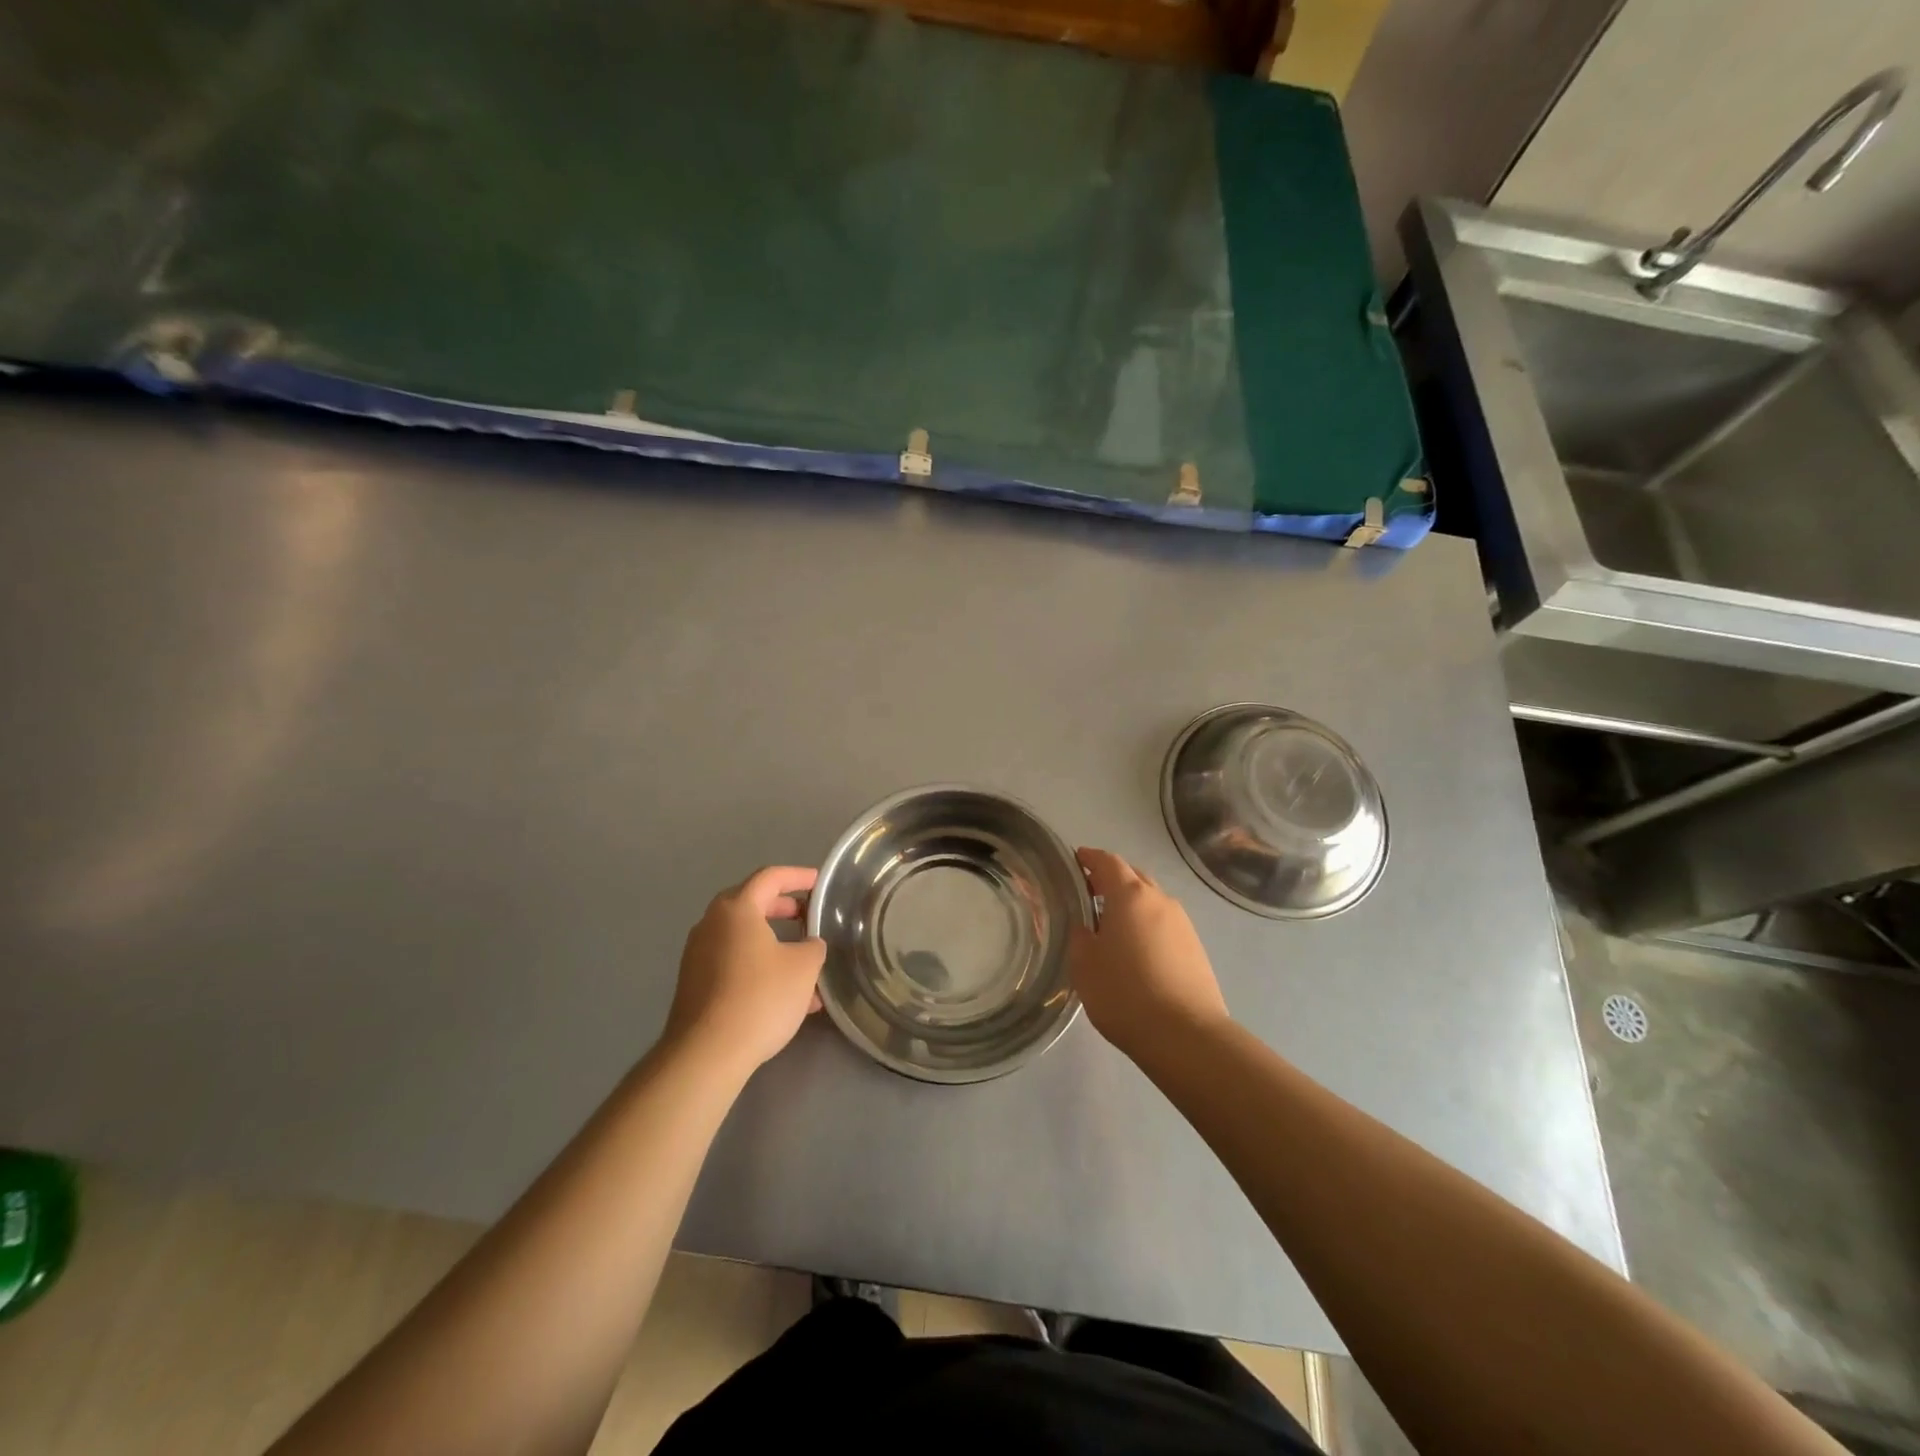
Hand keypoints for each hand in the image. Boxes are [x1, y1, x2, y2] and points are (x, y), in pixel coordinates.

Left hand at [664, 866, 827, 1077]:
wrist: (706, 1054)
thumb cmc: (760, 998)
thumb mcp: (804, 967)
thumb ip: (813, 946)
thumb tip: (808, 945)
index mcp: (736, 909)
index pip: (770, 877)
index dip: (798, 876)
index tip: (819, 882)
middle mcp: (711, 924)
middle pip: (752, 904)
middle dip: (784, 909)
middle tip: (809, 917)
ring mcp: (698, 955)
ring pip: (744, 938)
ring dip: (774, 944)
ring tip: (805, 964)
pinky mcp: (695, 984)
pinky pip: (734, 963)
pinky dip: (759, 966)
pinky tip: (785, 996)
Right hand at [1068, 848, 1229, 1060]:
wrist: (1185, 1035)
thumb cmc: (1124, 993)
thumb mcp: (1084, 965)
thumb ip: (1080, 937)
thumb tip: (1086, 926)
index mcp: (1130, 895)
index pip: (1108, 862)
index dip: (1090, 858)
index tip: (1076, 859)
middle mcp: (1160, 900)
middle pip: (1133, 877)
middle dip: (1112, 879)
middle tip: (1090, 893)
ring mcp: (1183, 924)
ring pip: (1152, 902)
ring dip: (1132, 905)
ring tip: (1112, 926)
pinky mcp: (1196, 948)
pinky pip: (1165, 924)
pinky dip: (1147, 926)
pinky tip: (1137, 950)